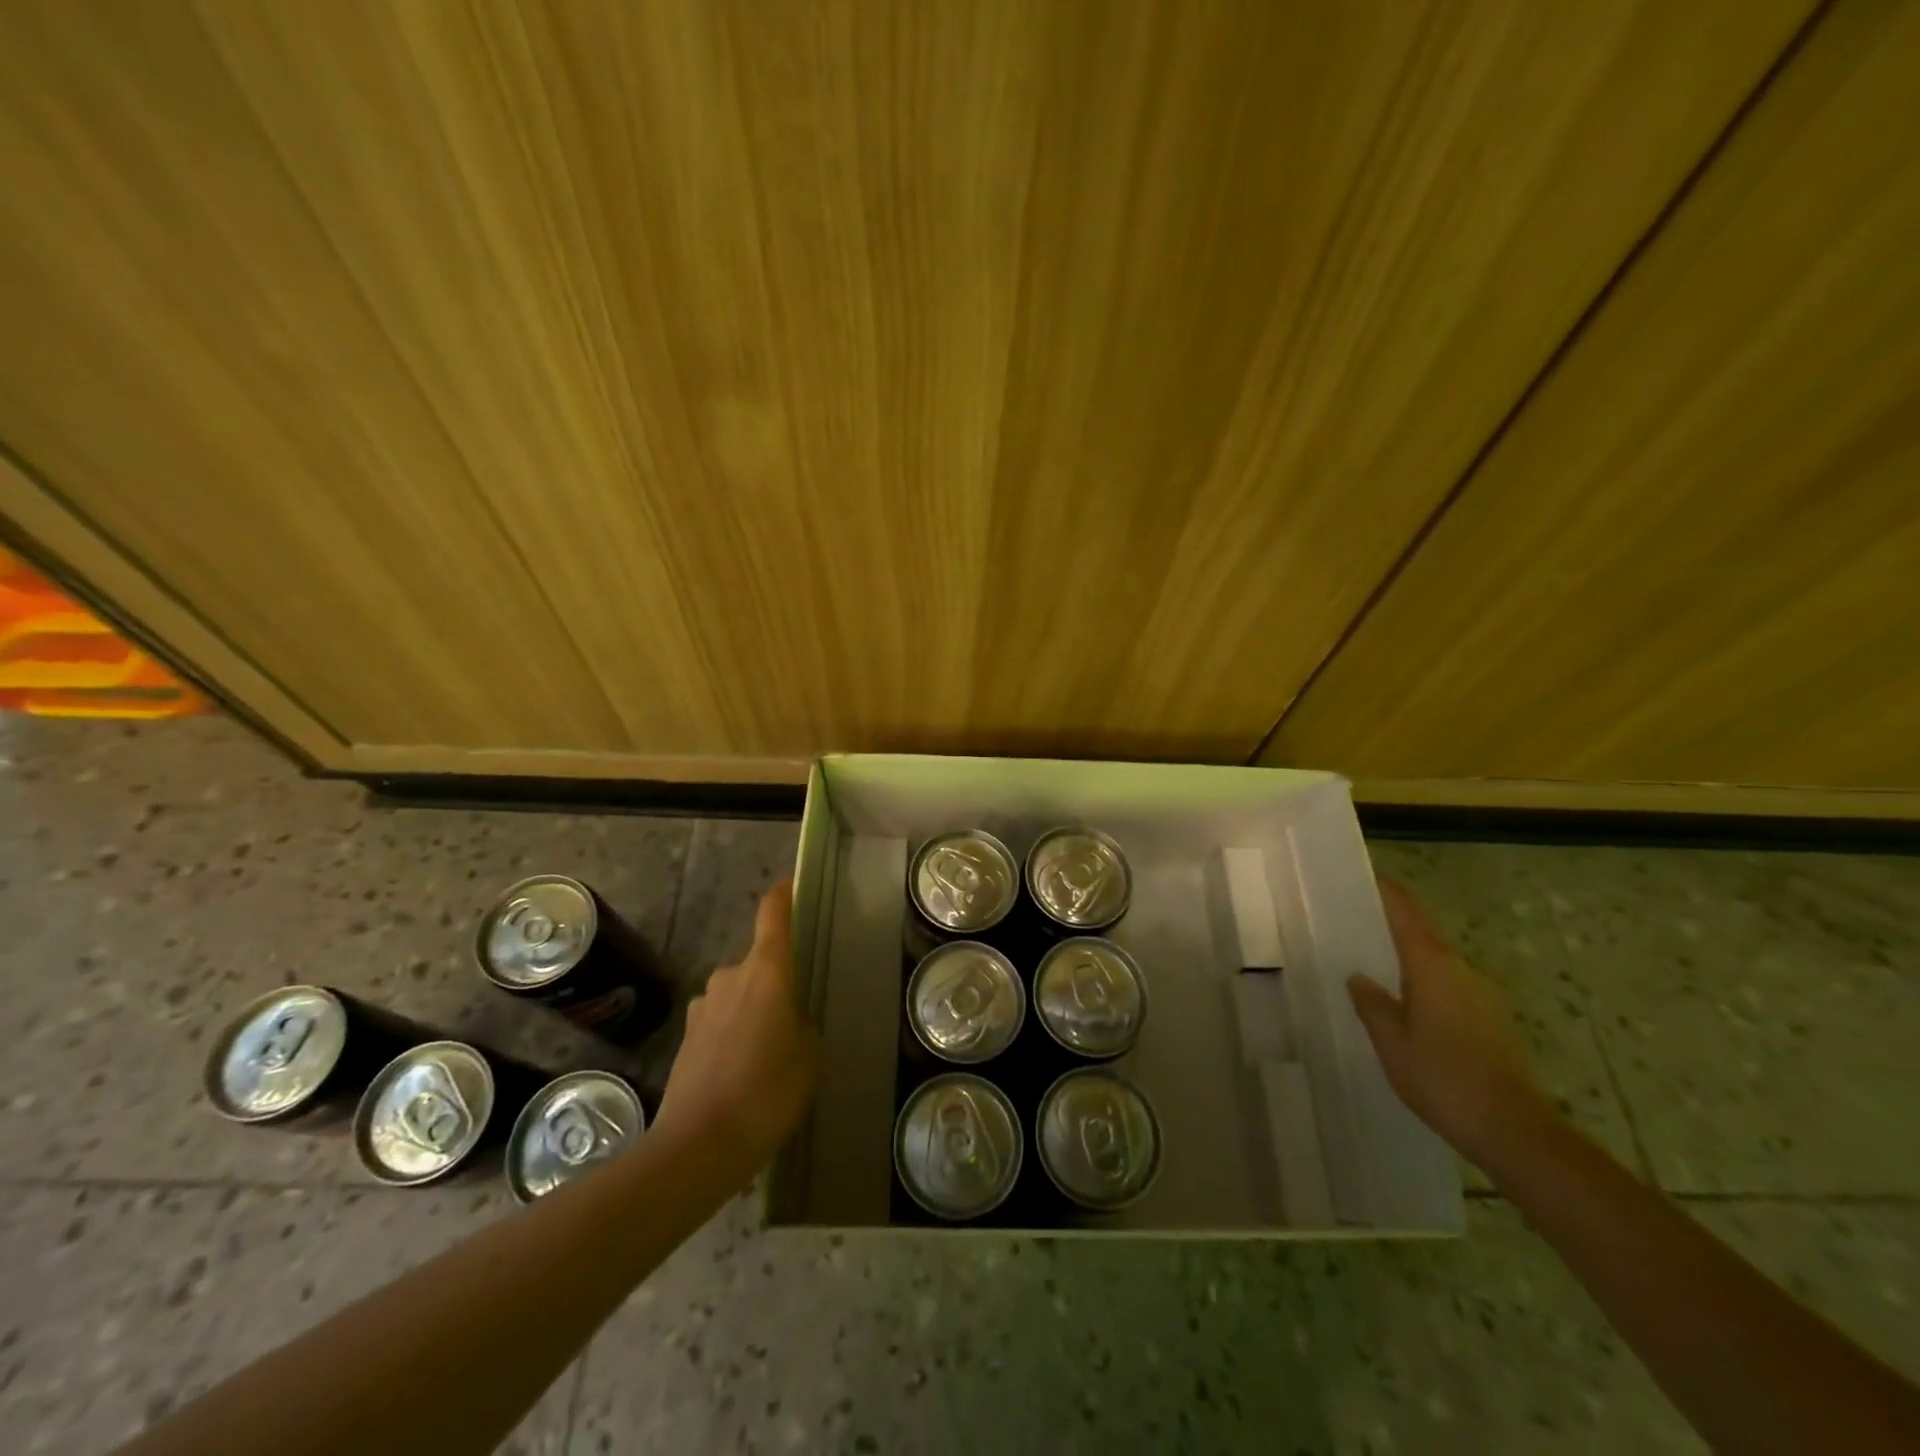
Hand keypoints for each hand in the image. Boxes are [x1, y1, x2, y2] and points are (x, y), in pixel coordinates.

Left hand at [653, 878, 819, 1175]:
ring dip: (752, 1011)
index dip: (783, 895)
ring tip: (769, 1053)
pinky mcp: (686, 1038)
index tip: (791, 884)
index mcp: (765, 971)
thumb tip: (788, 1021)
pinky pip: (720, 1023)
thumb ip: (802, 1025)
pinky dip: (733, 1036)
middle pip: (758, 964)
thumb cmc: (768, 1090)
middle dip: (776, 982)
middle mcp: (730, 977)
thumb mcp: (809, 1055)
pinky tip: (742, 1074)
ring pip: (737, 996)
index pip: (773, 915)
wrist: (698, 1145)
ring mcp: (702, 1007)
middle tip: (795, 1015)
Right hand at [1347, 877, 1554, 1167]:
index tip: (1363, 875)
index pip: (1406, 912)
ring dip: (1406, 960)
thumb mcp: (1390, 1040)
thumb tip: (1359, 977)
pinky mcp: (1491, 1022)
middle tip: (1353, 925)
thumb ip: (1371, 1003)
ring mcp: (1482, 996)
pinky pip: (1448, 988)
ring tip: (1371, 967)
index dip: (1386, 891)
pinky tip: (1403, 1008)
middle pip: (1422, 934)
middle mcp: (1461, 970)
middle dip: (1390, 926)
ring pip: (1436, 964)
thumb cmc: (1443, 1077)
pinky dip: (1423, 986)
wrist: (1514, 1131)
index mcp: (1433, 965)